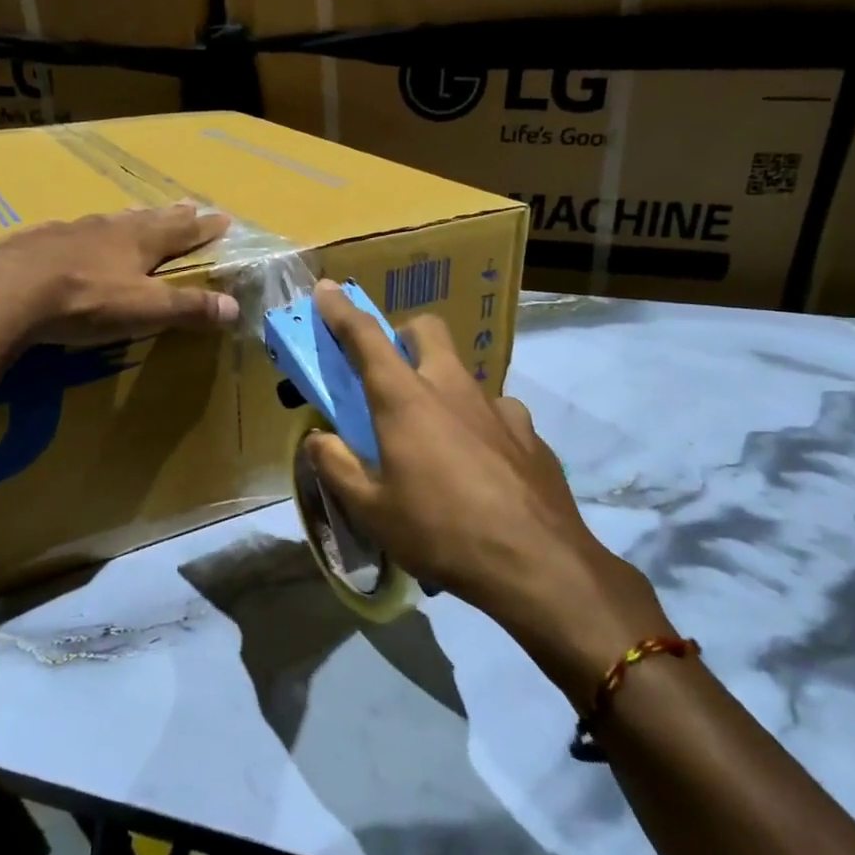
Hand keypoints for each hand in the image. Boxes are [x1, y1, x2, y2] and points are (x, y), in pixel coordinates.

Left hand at [0, 204, 240, 344]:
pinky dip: (78, 233)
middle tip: (187, 204)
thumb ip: (188, 308)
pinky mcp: (33, 242)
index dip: (203, 227)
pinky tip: (69, 236)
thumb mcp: (144, 309)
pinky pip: (65, 233)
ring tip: (133, 215)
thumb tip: (235, 308)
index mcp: (138, 241)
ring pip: (105, 221)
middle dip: (170, 215)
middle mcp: (106, 228)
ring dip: (125, 219)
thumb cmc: (85, 301)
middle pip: (146, 218)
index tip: (222, 217)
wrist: (6, 292)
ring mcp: (67, 231)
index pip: (181, 230)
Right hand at [304, 281, 672, 691]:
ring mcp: (498, 408)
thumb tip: (317, 438)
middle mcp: (452, 389)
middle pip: (428, 331)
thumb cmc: (439, 531)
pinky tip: (480, 466)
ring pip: (463, 374)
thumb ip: (336, 465)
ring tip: (436, 438)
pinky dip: (478, 425)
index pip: (367, 338)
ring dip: (442, 388)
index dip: (342, 312)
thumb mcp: (371, 509)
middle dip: (404, 334)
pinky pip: (496, 414)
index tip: (326, 290)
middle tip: (390, 372)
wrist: (536, 564)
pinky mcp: (529, 434)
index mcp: (406, 400)